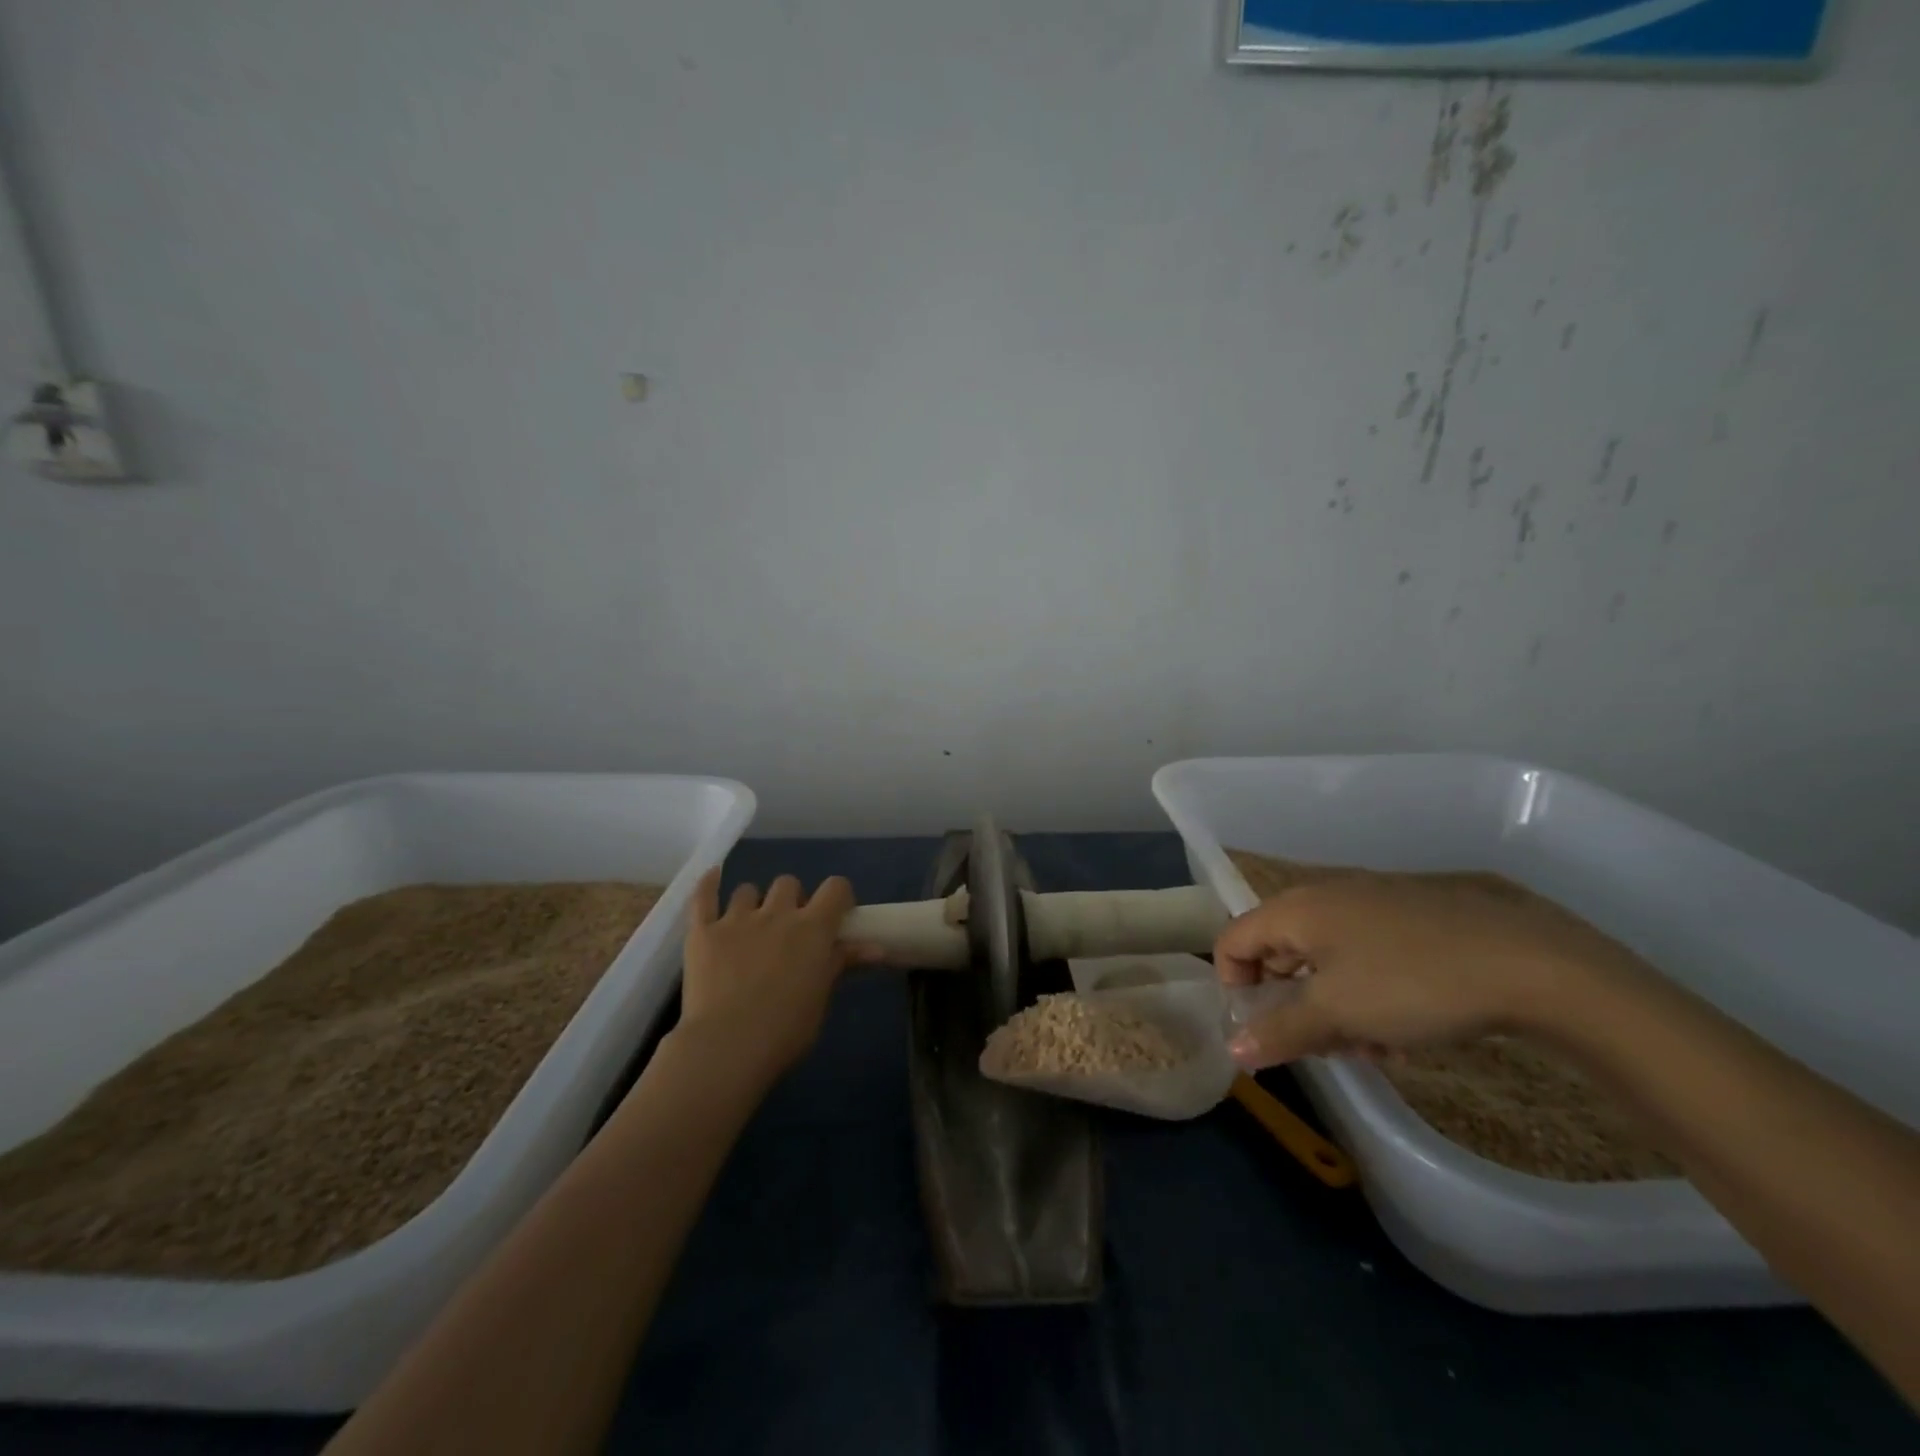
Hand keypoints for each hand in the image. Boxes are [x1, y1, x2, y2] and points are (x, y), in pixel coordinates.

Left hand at [675, 869, 871, 1082]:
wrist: (727, 1046)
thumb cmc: (786, 1029)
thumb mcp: (822, 997)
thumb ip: (842, 963)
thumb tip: (877, 948)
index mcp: (812, 927)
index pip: (835, 888)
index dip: (838, 897)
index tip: (836, 916)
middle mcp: (777, 913)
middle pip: (789, 883)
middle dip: (792, 900)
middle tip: (789, 930)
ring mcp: (736, 919)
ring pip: (748, 890)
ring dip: (754, 903)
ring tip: (751, 925)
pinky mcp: (703, 932)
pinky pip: (703, 896)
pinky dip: (708, 884)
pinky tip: (713, 877)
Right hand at [1215, 871, 1637, 1069]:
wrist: (1532, 963)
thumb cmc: (1412, 983)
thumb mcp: (1337, 1014)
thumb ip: (1279, 1031)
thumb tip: (1233, 1050)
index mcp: (1295, 908)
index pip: (1232, 940)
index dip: (1234, 987)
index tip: (1263, 1031)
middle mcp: (1325, 896)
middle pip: (1280, 952)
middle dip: (1292, 1006)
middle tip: (1323, 1048)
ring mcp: (1371, 903)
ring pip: (1327, 960)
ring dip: (1334, 1009)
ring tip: (1372, 1049)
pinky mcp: (1413, 918)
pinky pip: (1366, 955)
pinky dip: (1368, 993)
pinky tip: (1404, 1033)